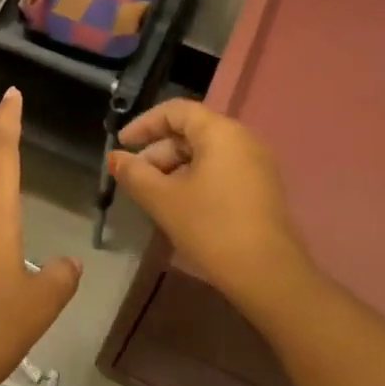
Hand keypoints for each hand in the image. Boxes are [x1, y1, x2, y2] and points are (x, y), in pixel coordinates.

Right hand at [109, 99, 309, 317]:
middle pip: (191, 131)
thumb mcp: (163, 199)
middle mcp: (243, 139)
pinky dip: (195, 179)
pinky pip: (221, 170)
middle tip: (136, 179)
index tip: (122, 146)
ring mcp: (257, 165)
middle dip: (158, 151)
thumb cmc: (211, 227)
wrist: (268, 275)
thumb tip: (115, 158)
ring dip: (174, 168)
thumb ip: (134, 173)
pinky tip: (180, 206)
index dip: (144, 124)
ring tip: (154, 196)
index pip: (175, 110)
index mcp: (220, 132)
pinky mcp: (262, 189)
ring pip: (205, 153)